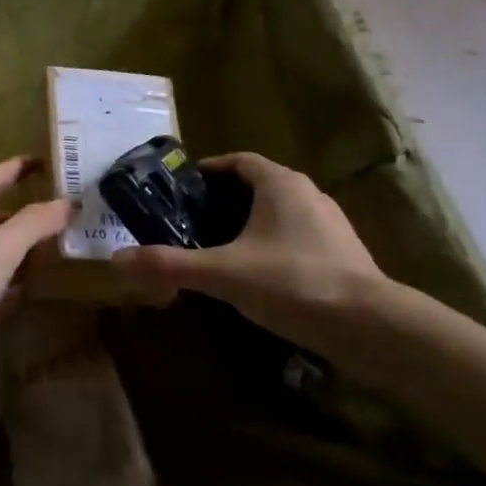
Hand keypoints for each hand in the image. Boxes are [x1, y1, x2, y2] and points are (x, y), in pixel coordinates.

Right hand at [110, 152, 386, 342]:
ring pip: (281, 212)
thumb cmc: (292, 282)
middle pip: (259, 185)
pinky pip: (299, 236)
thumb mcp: (223, 273)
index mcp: (279, 183)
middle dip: (226, 200)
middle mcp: (308, 192)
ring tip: (223, 248)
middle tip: (195, 222)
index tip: (184, 188)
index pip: (239, 161)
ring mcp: (330, 222)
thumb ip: (171, 265)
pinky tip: (261, 275)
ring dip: (252, 223)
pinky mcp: (344, 251)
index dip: (210, 170)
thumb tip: (117, 259)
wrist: (368, 324)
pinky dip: (275, 245)